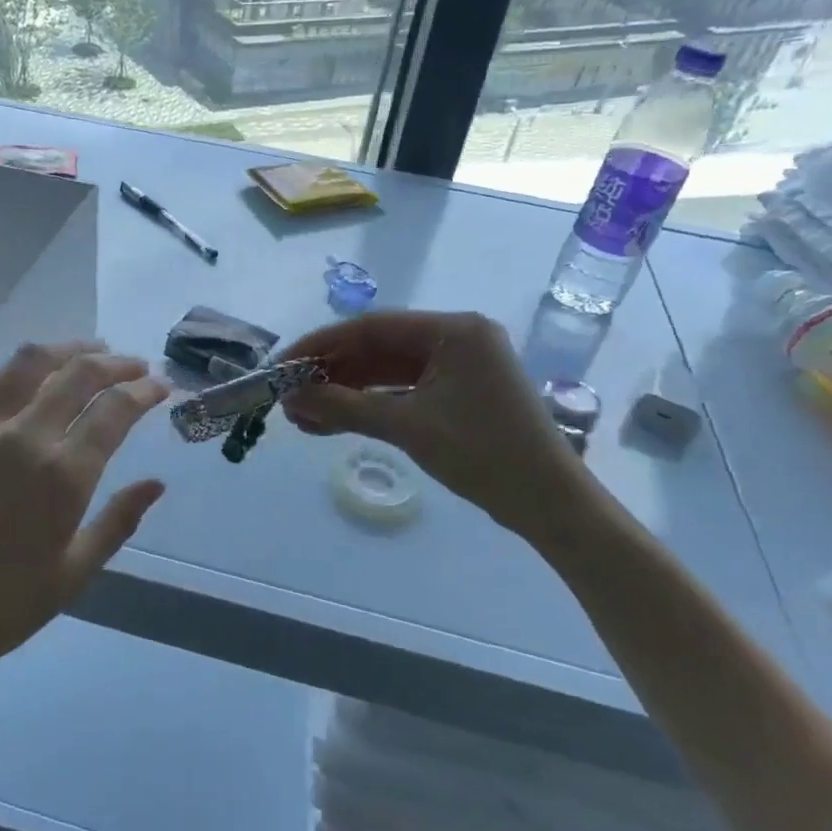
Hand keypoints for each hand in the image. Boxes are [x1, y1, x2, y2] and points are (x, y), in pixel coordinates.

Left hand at [0, 342, 169, 697]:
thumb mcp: (71, 576)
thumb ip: (118, 522)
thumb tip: (156, 484)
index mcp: (62, 476)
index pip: (114, 410)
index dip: (143, 390)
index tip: (160, 385)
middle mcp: (22, 437)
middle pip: (78, 373)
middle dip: (114, 362)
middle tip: (133, 363)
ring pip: (28, 362)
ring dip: (66, 349)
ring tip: (87, 350)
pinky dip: (17, 372)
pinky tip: (27, 380)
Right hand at [279, 311, 596, 545]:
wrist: (548, 503)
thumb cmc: (483, 454)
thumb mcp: (408, 427)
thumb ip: (345, 408)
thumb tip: (291, 399)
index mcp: (454, 330)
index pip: (372, 327)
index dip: (322, 344)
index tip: (284, 365)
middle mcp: (457, 338)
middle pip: (379, 348)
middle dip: (332, 373)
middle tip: (289, 395)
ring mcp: (459, 367)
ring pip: (387, 372)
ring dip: (346, 393)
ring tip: (302, 415)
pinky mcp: (458, 393)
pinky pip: (404, 392)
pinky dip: (370, 406)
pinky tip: (333, 422)